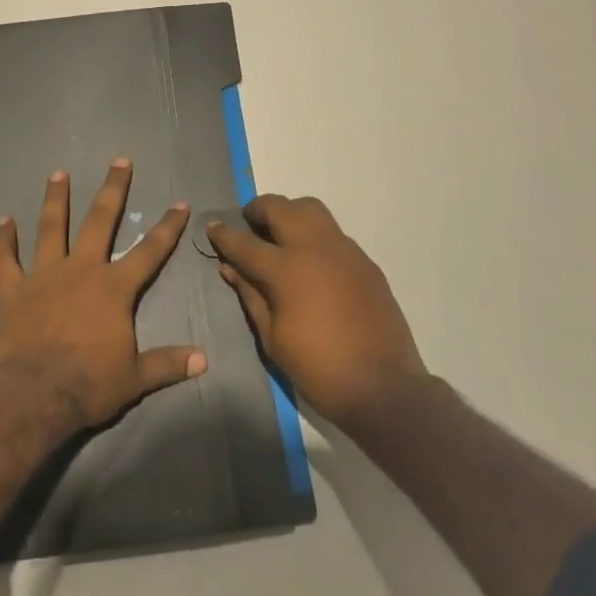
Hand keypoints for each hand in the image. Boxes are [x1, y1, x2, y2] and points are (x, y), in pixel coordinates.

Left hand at [0, 161, 206, 432]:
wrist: (35, 394)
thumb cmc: (89, 383)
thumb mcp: (136, 378)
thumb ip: (167, 363)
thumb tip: (204, 360)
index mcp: (113, 288)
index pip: (149, 251)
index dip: (168, 227)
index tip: (180, 203)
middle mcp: (81, 270)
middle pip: (99, 221)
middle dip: (112, 189)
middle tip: (119, 161)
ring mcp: (44, 276)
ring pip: (50, 228)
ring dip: (55, 199)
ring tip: (58, 173)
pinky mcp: (14, 290)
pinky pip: (6, 260)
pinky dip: (3, 241)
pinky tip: (2, 221)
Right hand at [208, 194, 427, 429]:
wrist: (383, 387)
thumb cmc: (318, 369)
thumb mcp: (272, 338)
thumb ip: (251, 296)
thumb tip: (230, 268)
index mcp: (286, 270)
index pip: (245, 243)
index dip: (224, 234)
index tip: (212, 227)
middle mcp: (314, 248)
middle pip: (279, 208)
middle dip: (257, 209)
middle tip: (248, 223)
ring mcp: (344, 250)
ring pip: (311, 209)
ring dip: (289, 213)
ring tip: (281, 233)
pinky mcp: (365, 261)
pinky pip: (334, 233)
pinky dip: (315, 235)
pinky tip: (312, 261)